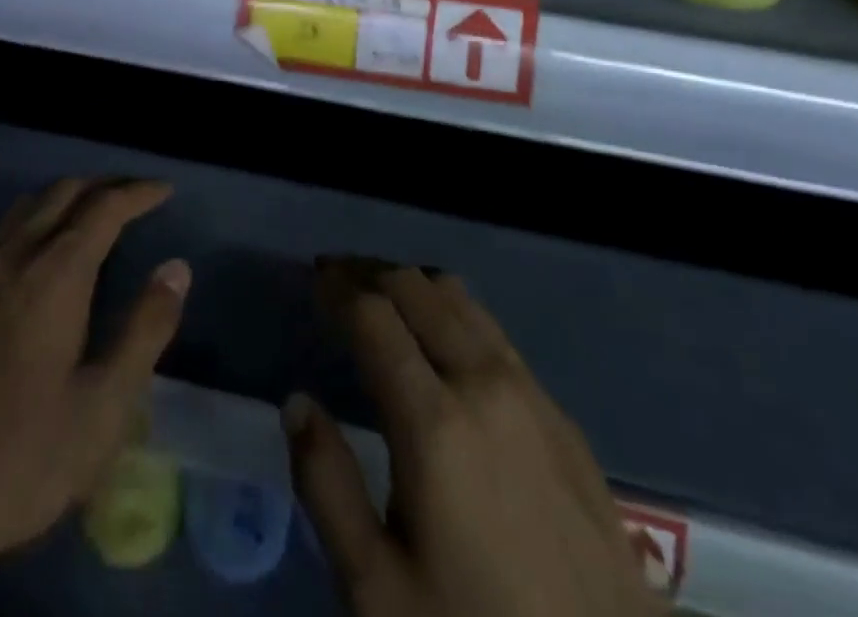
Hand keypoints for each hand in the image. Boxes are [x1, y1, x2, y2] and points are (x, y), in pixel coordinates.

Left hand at [0, 178, 188, 616]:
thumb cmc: (23, 460)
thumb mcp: (104, 406)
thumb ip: (146, 329)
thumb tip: (177, 268)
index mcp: (54, 275)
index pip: (104, 208)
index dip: (139, 193)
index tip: (165, 190)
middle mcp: (12, 257)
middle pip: (62, 192)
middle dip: (104, 185)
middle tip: (136, 197)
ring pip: (25, 208)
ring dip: (65, 198)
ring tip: (93, 216)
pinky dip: (32, 221)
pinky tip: (38, 257)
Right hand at [286, 260, 661, 616]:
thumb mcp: (377, 590)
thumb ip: (327, 486)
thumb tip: (297, 402)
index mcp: (434, 420)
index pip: (373, 313)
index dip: (337, 286)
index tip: (314, 280)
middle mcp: (484, 383)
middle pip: (416, 287)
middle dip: (370, 273)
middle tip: (338, 282)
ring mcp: (531, 393)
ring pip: (460, 298)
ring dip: (413, 286)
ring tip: (382, 302)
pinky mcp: (561, 415)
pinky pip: (494, 331)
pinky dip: (453, 314)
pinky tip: (442, 347)